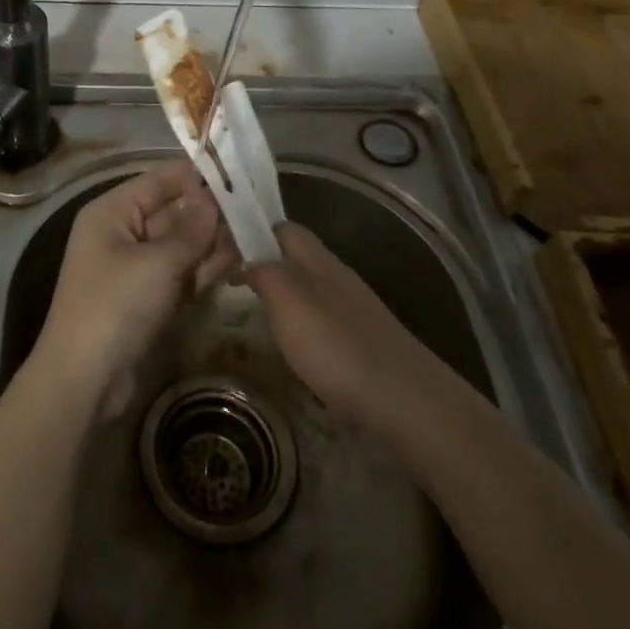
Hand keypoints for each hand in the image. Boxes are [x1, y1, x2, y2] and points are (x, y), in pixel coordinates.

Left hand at [32, 161, 236, 412]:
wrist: (85, 379)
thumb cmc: (116, 305)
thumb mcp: (158, 262)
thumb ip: (191, 230)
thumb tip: (214, 201)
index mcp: (112, 212)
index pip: (159, 181)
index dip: (195, 176)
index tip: (237, 173)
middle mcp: (122, 233)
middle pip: (172, 212)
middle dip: (210, 212)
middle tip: (255, 209)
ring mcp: (136, 268)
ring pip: (180, 244)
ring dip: (212, 242)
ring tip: (254, 235)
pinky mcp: (148, 298)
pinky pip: (180, 273)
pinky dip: (204, 269)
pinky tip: (237, 262)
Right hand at [241, 222, 438, 434]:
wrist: (406, 401)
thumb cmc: (338, 346)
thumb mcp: (289, 302)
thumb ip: (264, 273)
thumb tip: (247, 260)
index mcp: (318, 260)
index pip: (283, 228)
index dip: (254, 230)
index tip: (223, 251)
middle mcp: (337, 276)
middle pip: (297, 256)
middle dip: (266, 262)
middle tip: (232, 283)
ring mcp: (353, 309)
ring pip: (310, 286)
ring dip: (283, 292)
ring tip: (255, 312)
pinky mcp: (362, 340)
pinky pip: (323, 317)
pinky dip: (301, 322)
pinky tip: (293, 345)